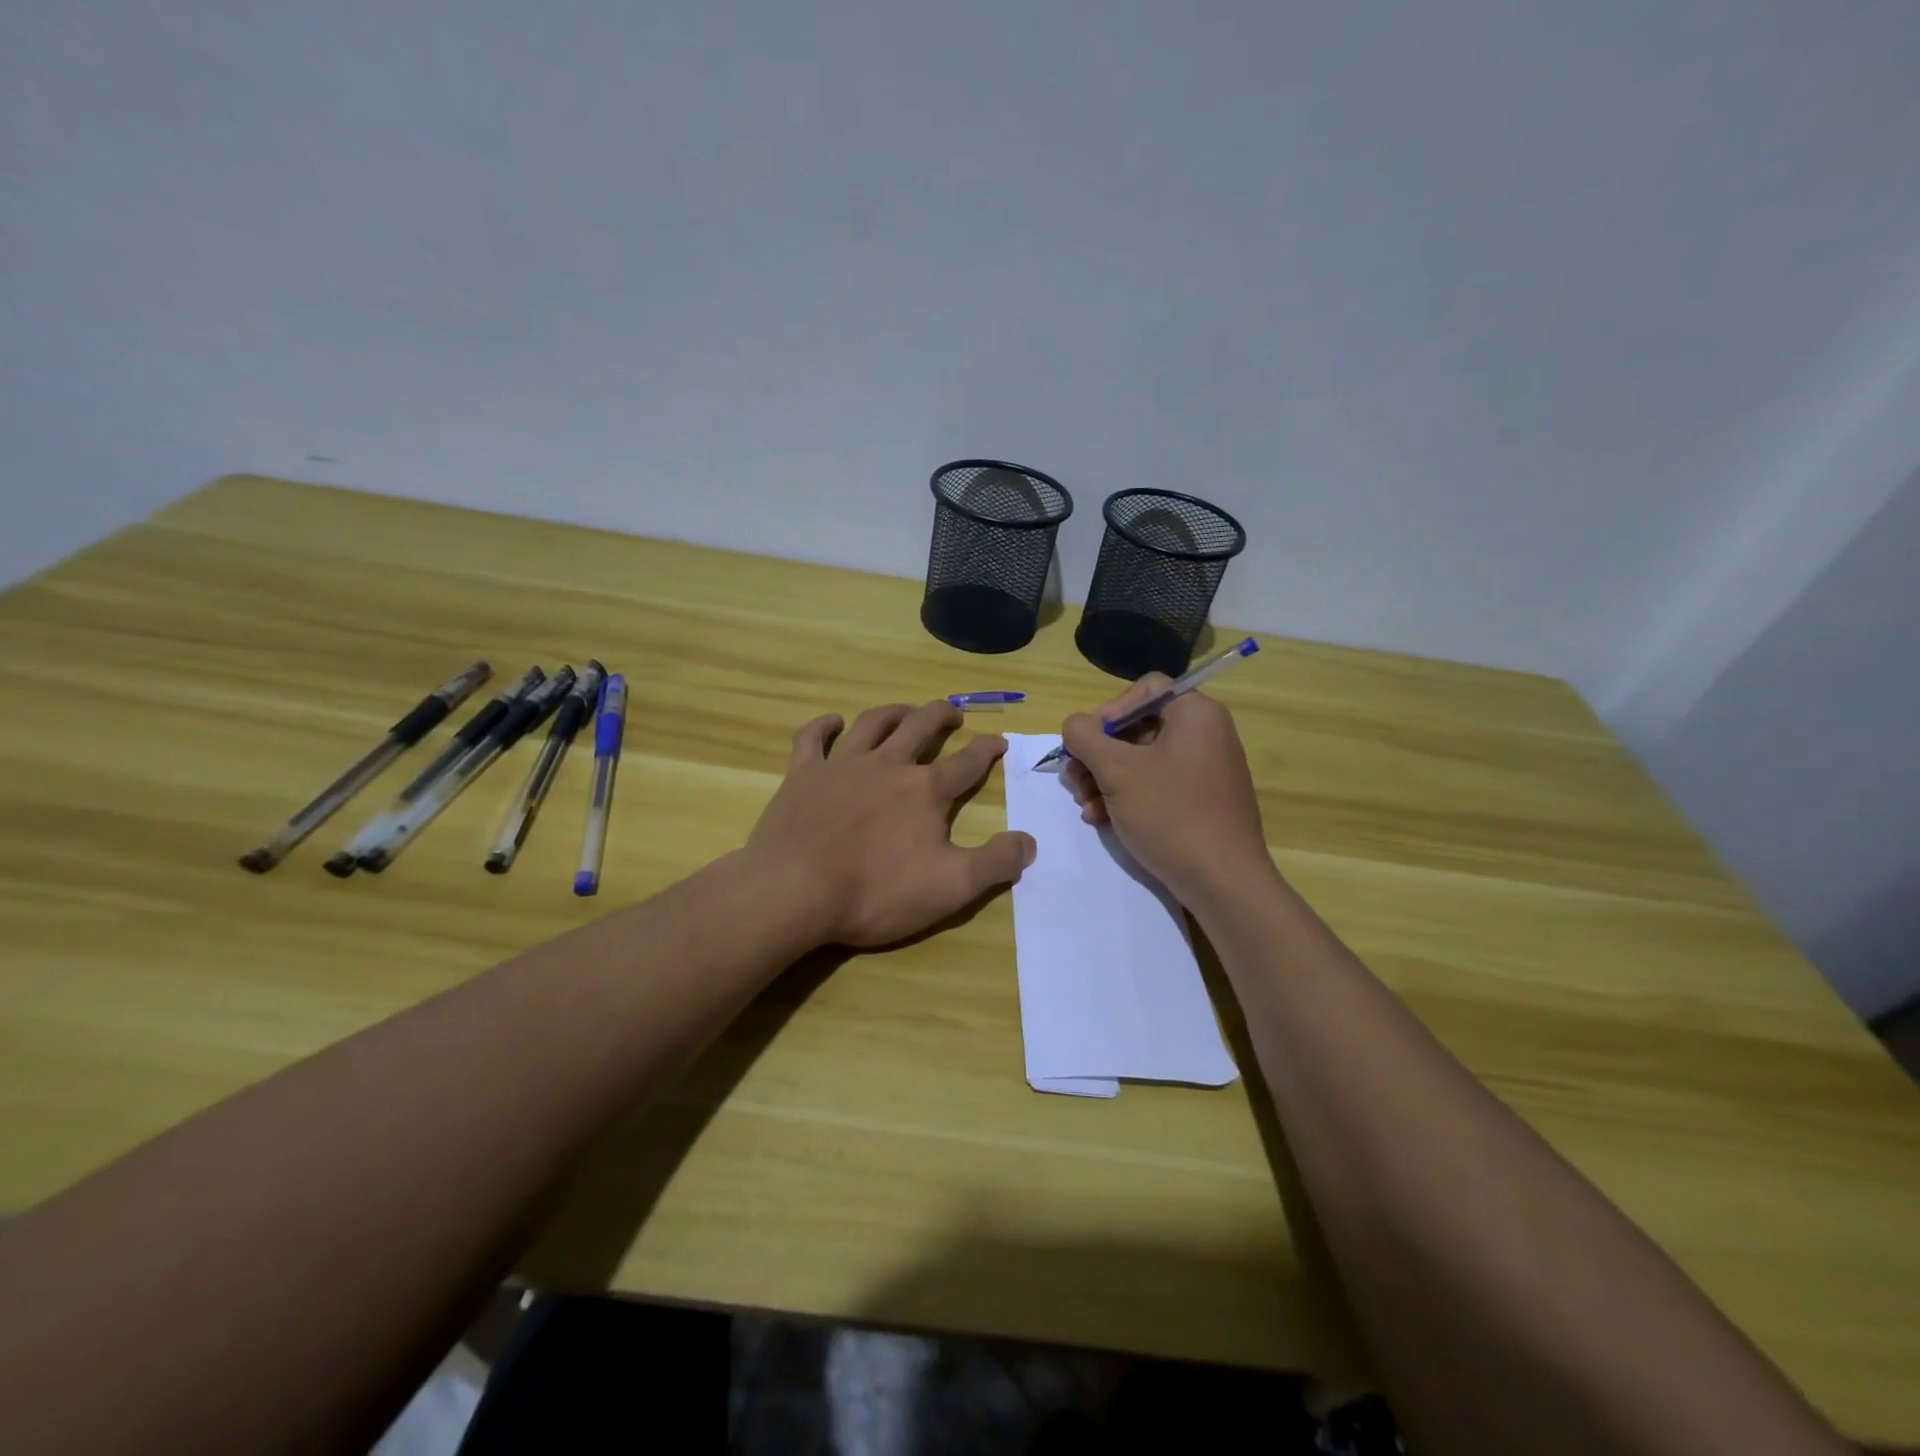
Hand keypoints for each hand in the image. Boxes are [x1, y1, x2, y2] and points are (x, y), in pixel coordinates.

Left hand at [747, 701, 1036, 947]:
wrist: (795, 889)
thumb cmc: (876, 891)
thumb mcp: (951, 887)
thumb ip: (995, 863)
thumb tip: (1028, 841)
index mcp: (926, 791)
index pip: (966, 763)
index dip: (987, 750)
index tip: (999, 740)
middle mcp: (887, 765)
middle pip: (920, 727)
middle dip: (941, 716)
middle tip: (952, 714)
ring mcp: (842, 765)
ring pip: (873, 723)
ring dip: (894, 712)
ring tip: (906, 711)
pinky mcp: (802, 774)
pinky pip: (812, 738)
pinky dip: (823, 726)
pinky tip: (832, 721)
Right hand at [1061, 676, 1272, 905]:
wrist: (1223, 882)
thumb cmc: (1170, 814)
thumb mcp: (1116, 770)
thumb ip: (1085, 737)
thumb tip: (1075, 726)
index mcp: (1196, 713)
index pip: (1144, 690)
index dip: (1108, 712)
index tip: (1086, 744)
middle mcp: (1206, 734)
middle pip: (1137, 728)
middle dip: (1098, 755)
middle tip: (1074, 780)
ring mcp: (1206, 770)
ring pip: (1142, 760)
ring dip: (1105, 779)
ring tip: (1085, 806)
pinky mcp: (1201, 801)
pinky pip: (1157, 785)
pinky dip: (1127, 797)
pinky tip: (1102, 819)